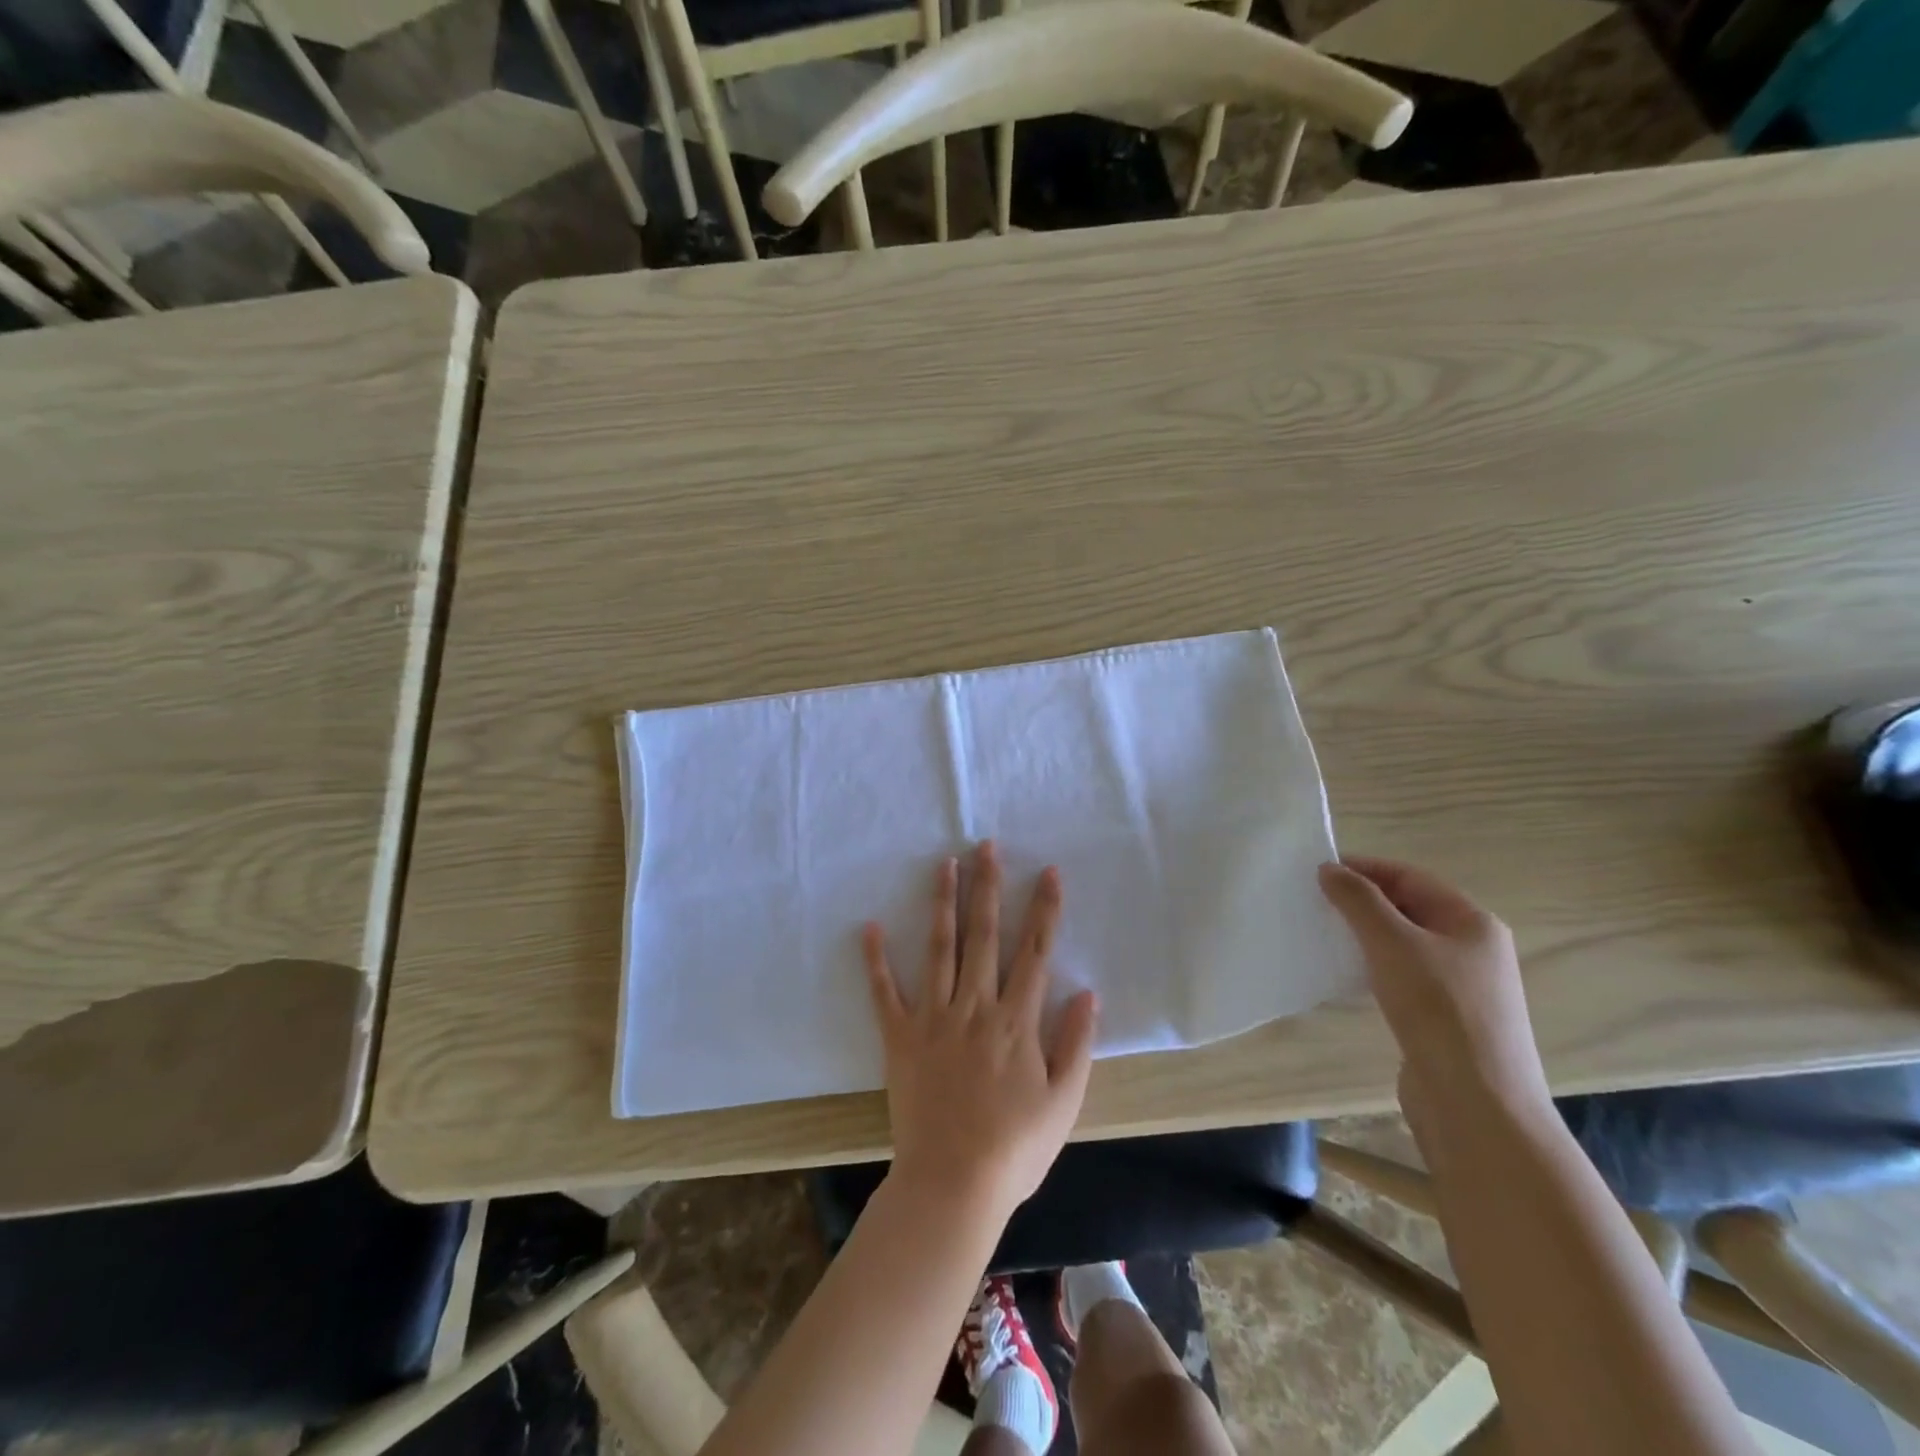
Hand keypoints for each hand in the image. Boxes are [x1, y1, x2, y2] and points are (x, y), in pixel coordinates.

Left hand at [863, 842, 1097, 1222]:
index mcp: (1016, 1020)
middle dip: (986, 886)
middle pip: (984, 935)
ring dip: (942, 903)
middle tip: (984, 844)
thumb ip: (1076, 1044)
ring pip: (940, 948)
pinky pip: (885, 992)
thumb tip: (1088, 992)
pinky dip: (876, 960)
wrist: (952, 1184)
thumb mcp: (1063, 1101)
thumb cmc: (1015, 1148)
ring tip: (944, 863)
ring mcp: (934, 1018)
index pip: (1035, 952)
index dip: (1044, 909)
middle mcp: (975, 1006)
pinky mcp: (901, 1037)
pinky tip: (869, 927)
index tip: (1047, 871)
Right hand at [1318, 856, 1551, 1125]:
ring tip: (1324, 933)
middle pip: (1410, 908)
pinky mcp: (1445, 1018)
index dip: (1365, 868)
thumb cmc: (1438, 1010)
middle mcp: (1474, 949)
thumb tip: (1329, 869)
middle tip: (1315, 901)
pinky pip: (1403, 975)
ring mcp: (1462, 986)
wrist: (1476, 1104)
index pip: (1411, 877)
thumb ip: (1358, 901)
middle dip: (1363, 901)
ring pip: (1405, 943)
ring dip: (1365, 934)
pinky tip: (1347, 974)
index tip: (1318, 870)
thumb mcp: (1392, 943)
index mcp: (1473, 923)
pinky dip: (1374, 965)